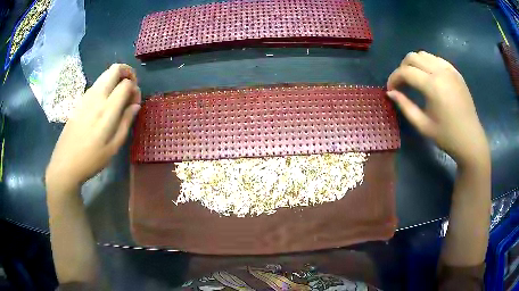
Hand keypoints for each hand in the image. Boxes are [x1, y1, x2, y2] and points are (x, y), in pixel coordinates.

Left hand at [46, 64, 140, 191]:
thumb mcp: (113, 147)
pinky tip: (104, 103)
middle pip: (115, 69)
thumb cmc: (91, 159)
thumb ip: (126, 122)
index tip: (135, 102)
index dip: (135, 89)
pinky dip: (105, 86)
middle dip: (127, 72)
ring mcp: (86, 97)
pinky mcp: (80, 101)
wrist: (65, 164)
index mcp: (107, 110)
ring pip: (105, 74)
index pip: (126, 84)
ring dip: (115, 79)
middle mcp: (97, 97)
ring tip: (118, 96)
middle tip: (130, 87)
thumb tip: (136, 105)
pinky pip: (96, 84)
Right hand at [387, 51, 488, 166]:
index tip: (390, 89)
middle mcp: (440, 71)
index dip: (393, 78)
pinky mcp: (455, 72)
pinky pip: (436, 59)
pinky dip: (428, 63)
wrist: (470, 139)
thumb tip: (390, 93)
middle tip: (402, 84)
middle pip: (413, 57)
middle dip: (402, 68)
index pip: (405, 71)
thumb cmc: (447, 136)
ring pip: (424, 54)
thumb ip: (405, 106)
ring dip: (414, 64)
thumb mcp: (423, 125)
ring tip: (414, 79)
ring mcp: (449, 69)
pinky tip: (429, 77)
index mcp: (432, 86)